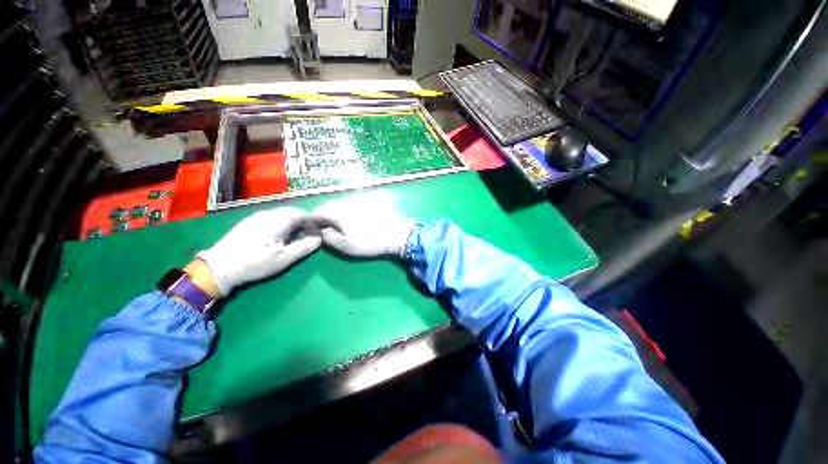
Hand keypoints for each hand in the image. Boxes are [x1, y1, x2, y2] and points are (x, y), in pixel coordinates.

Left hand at [196, 207, 321, 295]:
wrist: (219, 266)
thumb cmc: (256, 262)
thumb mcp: (285, 258)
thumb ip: (305, 246)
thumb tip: (319, 239)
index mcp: (280, 220)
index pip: (303, 214)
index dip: (313, 222)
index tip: (317, 233)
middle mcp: (269, 213)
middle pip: (292, 211)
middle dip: (303, 222)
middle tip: (306, 236)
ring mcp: (257, 216)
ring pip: (281, 213)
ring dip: (291, 222)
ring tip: (293, 237)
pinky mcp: (249, 221)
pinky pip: (271, 217)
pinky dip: (280, 223)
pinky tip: (277, 236)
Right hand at [311, 201, 415, 257]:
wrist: (397, 234)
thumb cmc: (370, 242)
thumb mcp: (346, 246)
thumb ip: (329, 238)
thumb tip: (321, 231)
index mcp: (337, 213)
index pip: (317, 212)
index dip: (311, 221)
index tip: (312, 229)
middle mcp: (345, 202)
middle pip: (328, 205)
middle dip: (323, 215)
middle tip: (325, 228)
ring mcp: (358, 200)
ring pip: (340, 203)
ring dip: (335, 211)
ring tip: (339, 224)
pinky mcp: (368, 202)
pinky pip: (351, 203)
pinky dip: (347, 209)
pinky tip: (353, 218)